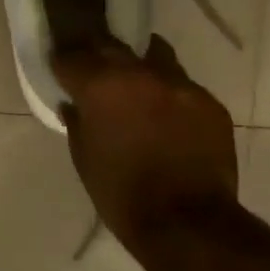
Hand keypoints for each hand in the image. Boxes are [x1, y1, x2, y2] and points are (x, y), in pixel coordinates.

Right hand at [54, 37, 238, 245]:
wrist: (187, 223)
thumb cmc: (121, 193)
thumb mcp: (83, 158)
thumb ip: (77, 122)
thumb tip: (74, 104)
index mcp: (102, 86)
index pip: (72, 57)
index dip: (62, 62)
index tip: (59, 68)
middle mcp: (141, 73)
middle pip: (112, 47)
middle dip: (98, 57)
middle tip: (92, 71)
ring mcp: (180, 85)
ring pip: (154, 58)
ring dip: (139, 69)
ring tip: (134, 87)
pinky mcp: (209, 103)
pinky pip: (182, 87)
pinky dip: (168, 96)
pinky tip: (166, 118)